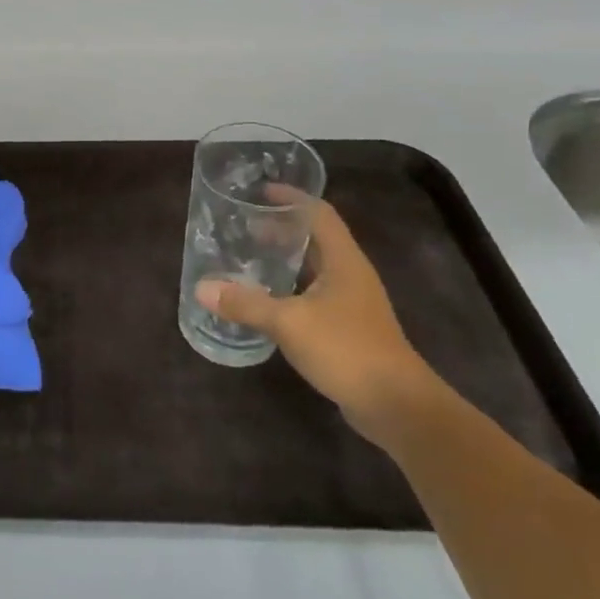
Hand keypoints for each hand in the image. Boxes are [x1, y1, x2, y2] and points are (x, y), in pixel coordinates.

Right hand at [195, 196, 442, 445]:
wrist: (397, 406)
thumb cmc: (347, 349)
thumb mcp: (289, 323)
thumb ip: (246, 304)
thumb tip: (202, 288)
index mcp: (343, 260)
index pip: (319, 213)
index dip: (292, 198)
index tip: (260, 192)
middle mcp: (351, 274)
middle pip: (316, 238)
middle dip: (282, 228)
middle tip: (245, 227)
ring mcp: (353, 302)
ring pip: (316, 268)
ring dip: (286, 259)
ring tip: (251, 257)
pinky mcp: (349, 328)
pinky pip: (315, 294)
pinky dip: (291, 288)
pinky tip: (268, 300)